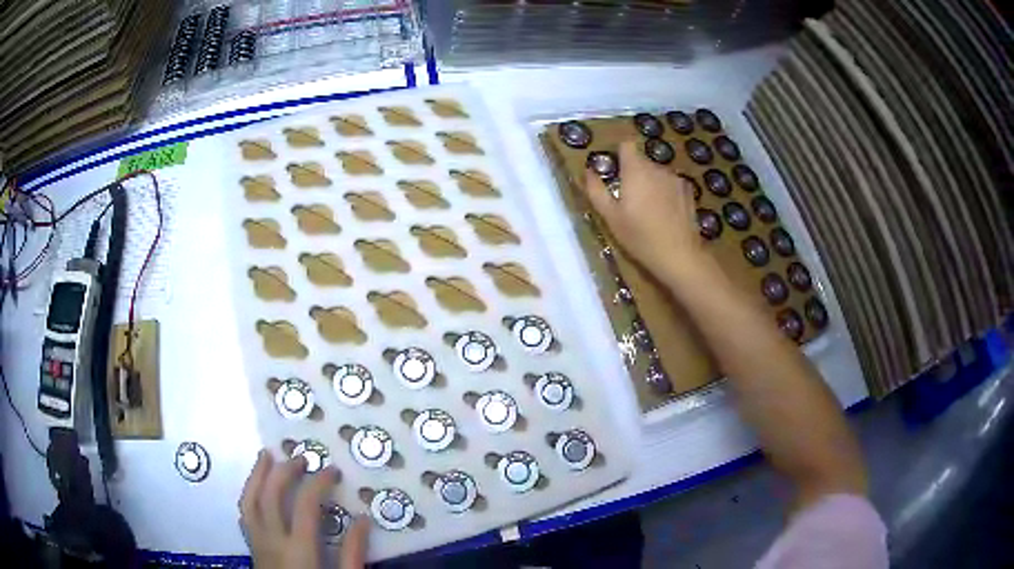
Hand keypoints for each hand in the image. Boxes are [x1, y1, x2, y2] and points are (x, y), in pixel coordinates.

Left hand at [239, 451, 369, 568]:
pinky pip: (244, 514)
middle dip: (284, 471)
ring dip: (257, 475)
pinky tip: (255, 489)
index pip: (306, 504)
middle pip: (271, 495)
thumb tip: (363, 520)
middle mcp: (273, 541)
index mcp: (299, 550)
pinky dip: (249, 495)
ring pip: (249, 501)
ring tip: (266, 456)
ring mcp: (257, 543)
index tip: (332, 470)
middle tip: (301, 457)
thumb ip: (353, 554)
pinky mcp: (252, 548)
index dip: (318, 482)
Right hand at [582, 140, 702, 274]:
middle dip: (633, 173)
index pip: (626, 144)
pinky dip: (666, 192)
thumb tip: (588, 171)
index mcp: (635, 170)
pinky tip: (665, 212)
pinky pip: (671, 184)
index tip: (615, 170)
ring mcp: (675, 178)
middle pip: (641, 161)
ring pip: (657, 173)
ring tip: (648, 209)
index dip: (619, 154)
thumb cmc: (639, 236)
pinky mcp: (688, 191)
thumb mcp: (610, 217)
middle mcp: (656, 167)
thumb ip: (596, 190)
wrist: (679, 255)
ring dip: (650, 183)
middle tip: (628, 199)